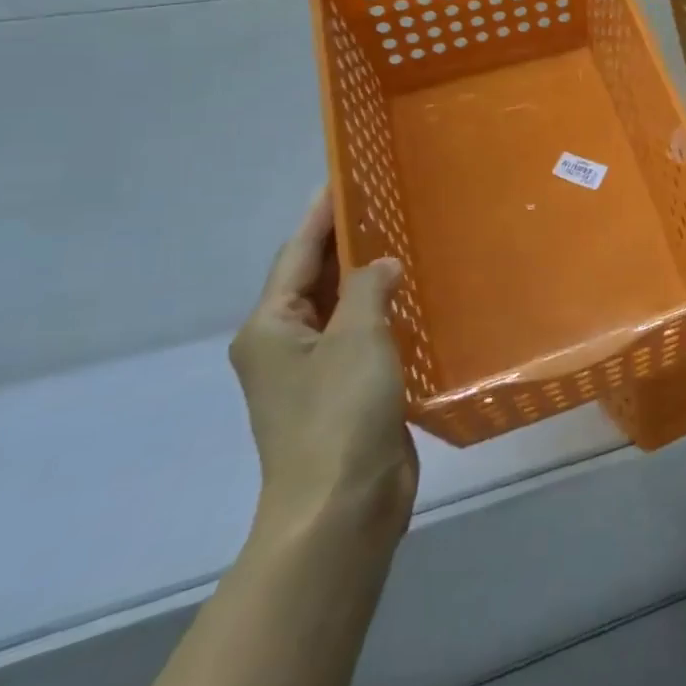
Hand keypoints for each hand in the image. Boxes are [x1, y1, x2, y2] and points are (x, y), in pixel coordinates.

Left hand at [230, 189, 419, 556]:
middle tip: (385, 202)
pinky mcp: (346, 393)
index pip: (296, 254)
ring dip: (368, 279)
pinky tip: (415, 299)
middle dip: (346, 243)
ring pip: (342, 309)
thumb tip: (382, 266)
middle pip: (314, 279)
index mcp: (270, 327)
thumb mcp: (356, 338)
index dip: (320, 214)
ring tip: (405, 241)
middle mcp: (284, 344)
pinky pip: (363, 337)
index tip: (341, 177)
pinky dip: (384, 314)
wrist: (342, 508)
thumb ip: (368, 288)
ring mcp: (314, 373)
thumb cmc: (339, 414)